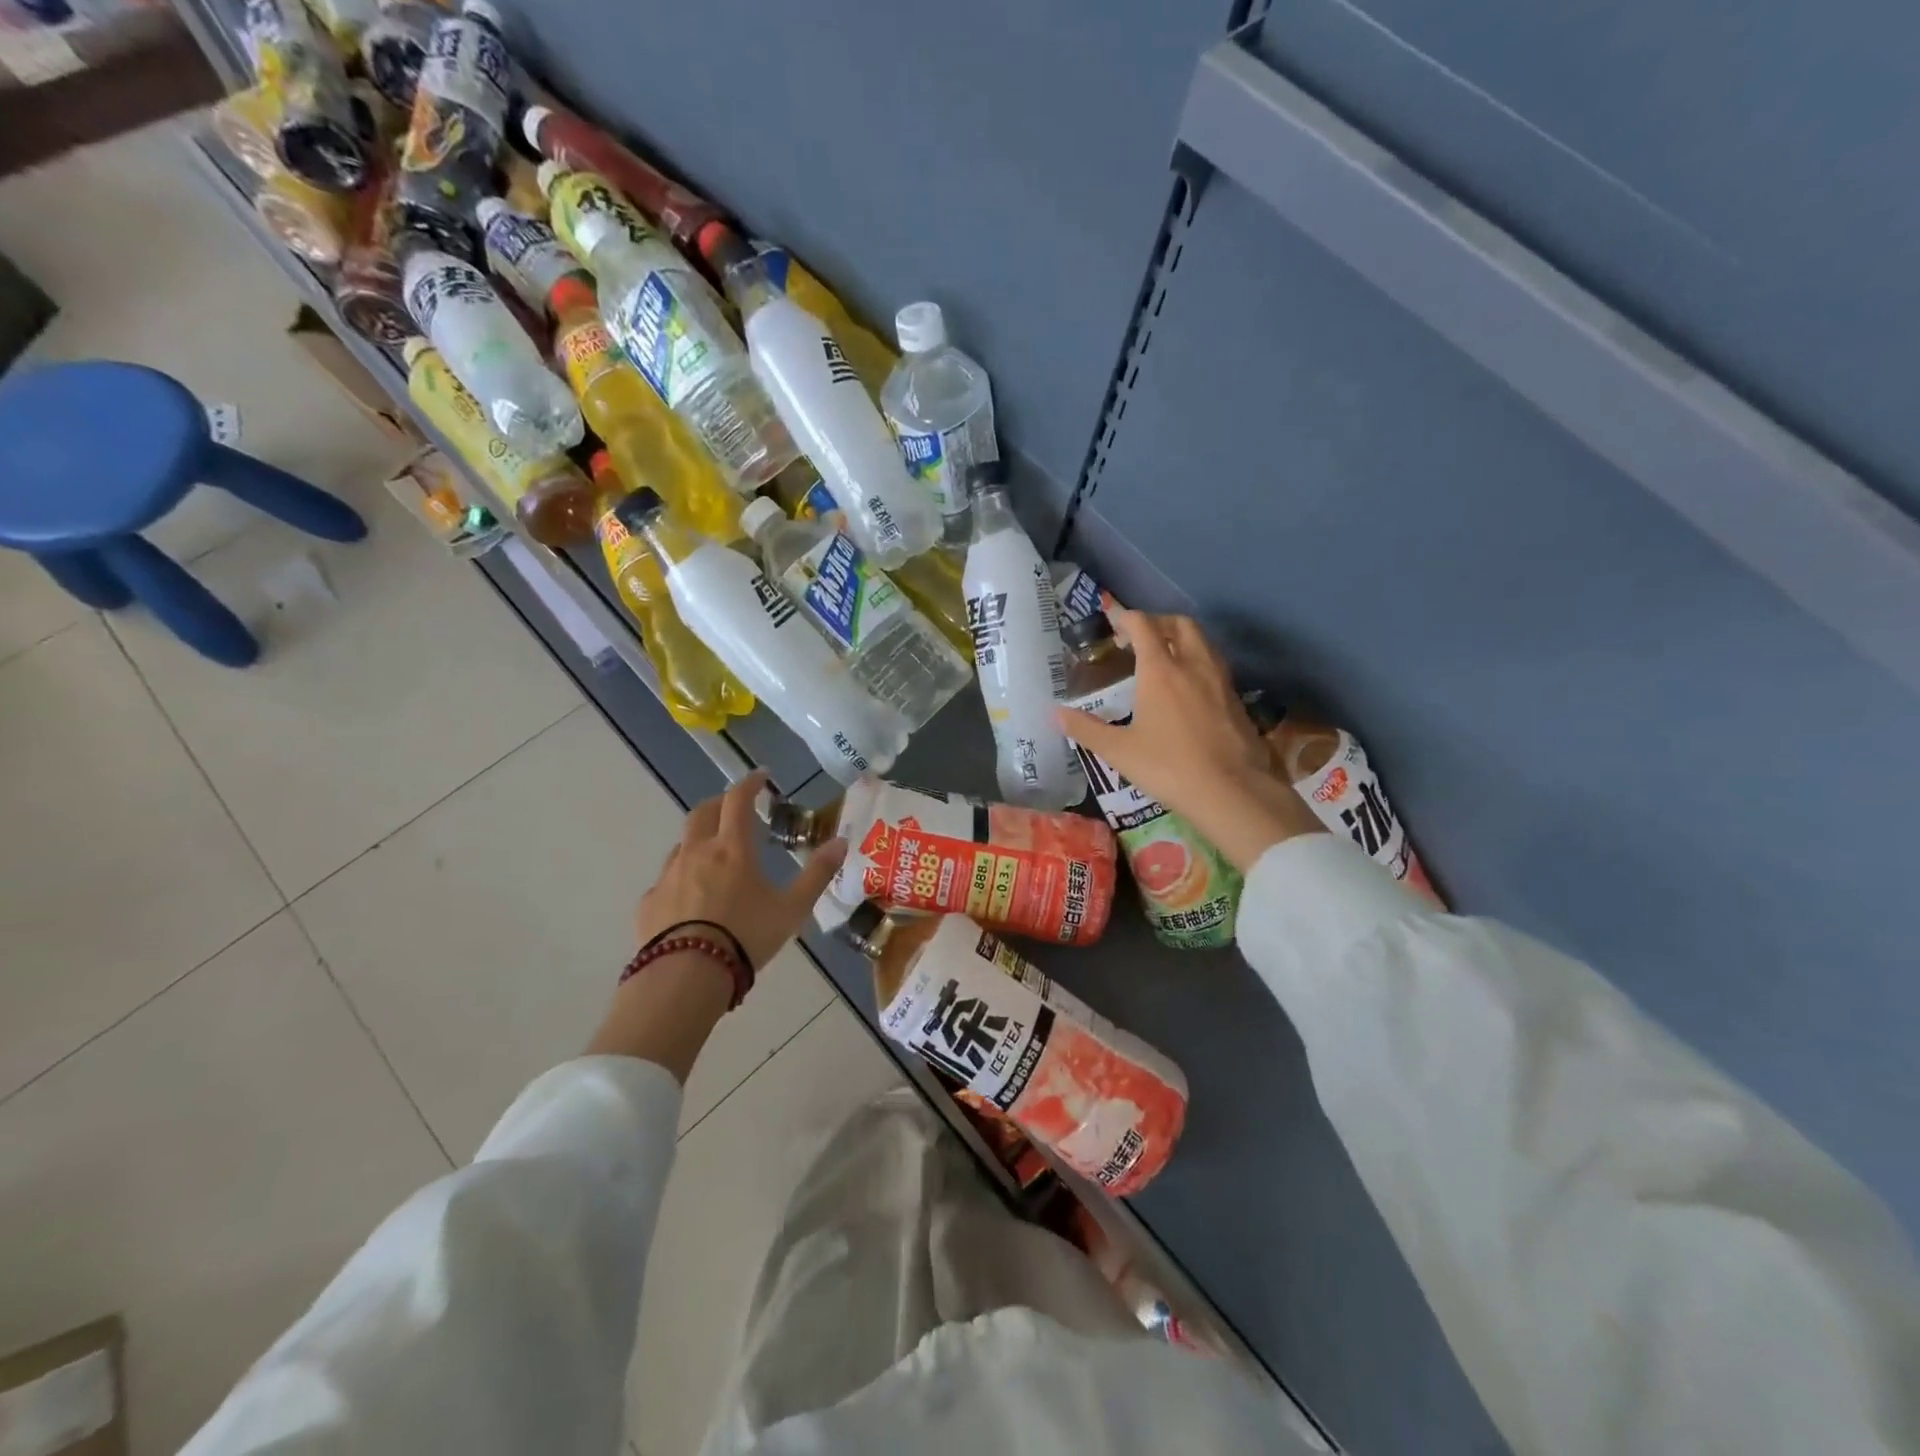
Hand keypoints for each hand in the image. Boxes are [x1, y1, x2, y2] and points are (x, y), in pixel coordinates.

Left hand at [638, 770, 847, 971]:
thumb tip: (841, 842)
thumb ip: (817, 873)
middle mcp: (697, 852)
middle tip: (734, 808)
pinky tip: (690, 900)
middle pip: (703, 812)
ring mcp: (668, 876)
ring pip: (682, 845)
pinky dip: (681, 879)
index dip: (750, 783)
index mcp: (732, 848)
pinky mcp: (649, 903)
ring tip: (713, 856)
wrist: (686, 976)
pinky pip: (666, 881)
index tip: (761, 777)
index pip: (738, 800)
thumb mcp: (793, 909)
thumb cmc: (746, 936)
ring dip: (699, 840)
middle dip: (719, 803)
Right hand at [1057, 605, 1320, 871]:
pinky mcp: (1236, 699)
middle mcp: (1193, 664)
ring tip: (1164, 660)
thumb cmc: (1169, 767)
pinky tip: (1188, 689)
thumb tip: (1056, 714)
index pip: (1144, 625)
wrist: (1231, 791)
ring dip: (1182, 640)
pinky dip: (1198, 663)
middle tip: (1140, 640)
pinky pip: (1215, 665)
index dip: (1127, 618)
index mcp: (1161, 670)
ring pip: (1203, 642)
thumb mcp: (1119, 751)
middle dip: (1158, 623)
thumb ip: (1086, 729)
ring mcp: (1220, 680)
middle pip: (1180, 624)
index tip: (1114, 624)